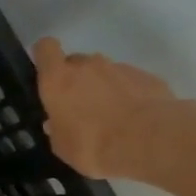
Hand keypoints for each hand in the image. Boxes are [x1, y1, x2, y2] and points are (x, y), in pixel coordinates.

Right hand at [32, 38, 195, 180]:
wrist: (150, 140)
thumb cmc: (93, 145)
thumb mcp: (63, 147)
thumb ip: (56, 130)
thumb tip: (54, 122)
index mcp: (58, 79)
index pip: (46, 48)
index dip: (45, 56)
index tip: (46, 71)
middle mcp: (87, 65)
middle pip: (76, 62)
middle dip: (75, 80)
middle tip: (79, 107)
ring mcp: (119, 67)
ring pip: (103, 72)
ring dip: (102, 88)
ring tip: (109, 117)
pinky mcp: (146, 76)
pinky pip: (128, 82)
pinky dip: (127, 94)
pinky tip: (132, 118)